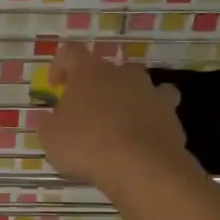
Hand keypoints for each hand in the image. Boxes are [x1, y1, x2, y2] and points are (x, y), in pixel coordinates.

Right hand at [32, 42, 188, 188]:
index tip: (56, 85)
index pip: (70, 53)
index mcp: (89, 72)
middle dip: (95, 87)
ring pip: (136, 87)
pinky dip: (148, 119)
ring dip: (126, 100)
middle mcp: (122, 74)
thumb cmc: (88, 146)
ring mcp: (150, 91)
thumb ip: (48, 123)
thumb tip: (50, 118)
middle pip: (106, 70)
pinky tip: (141, 139)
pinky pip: (157, 110)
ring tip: (118, 124)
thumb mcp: (51, 138)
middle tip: (86, 112)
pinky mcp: (170, 113)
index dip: (60, 65)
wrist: (143, 166)